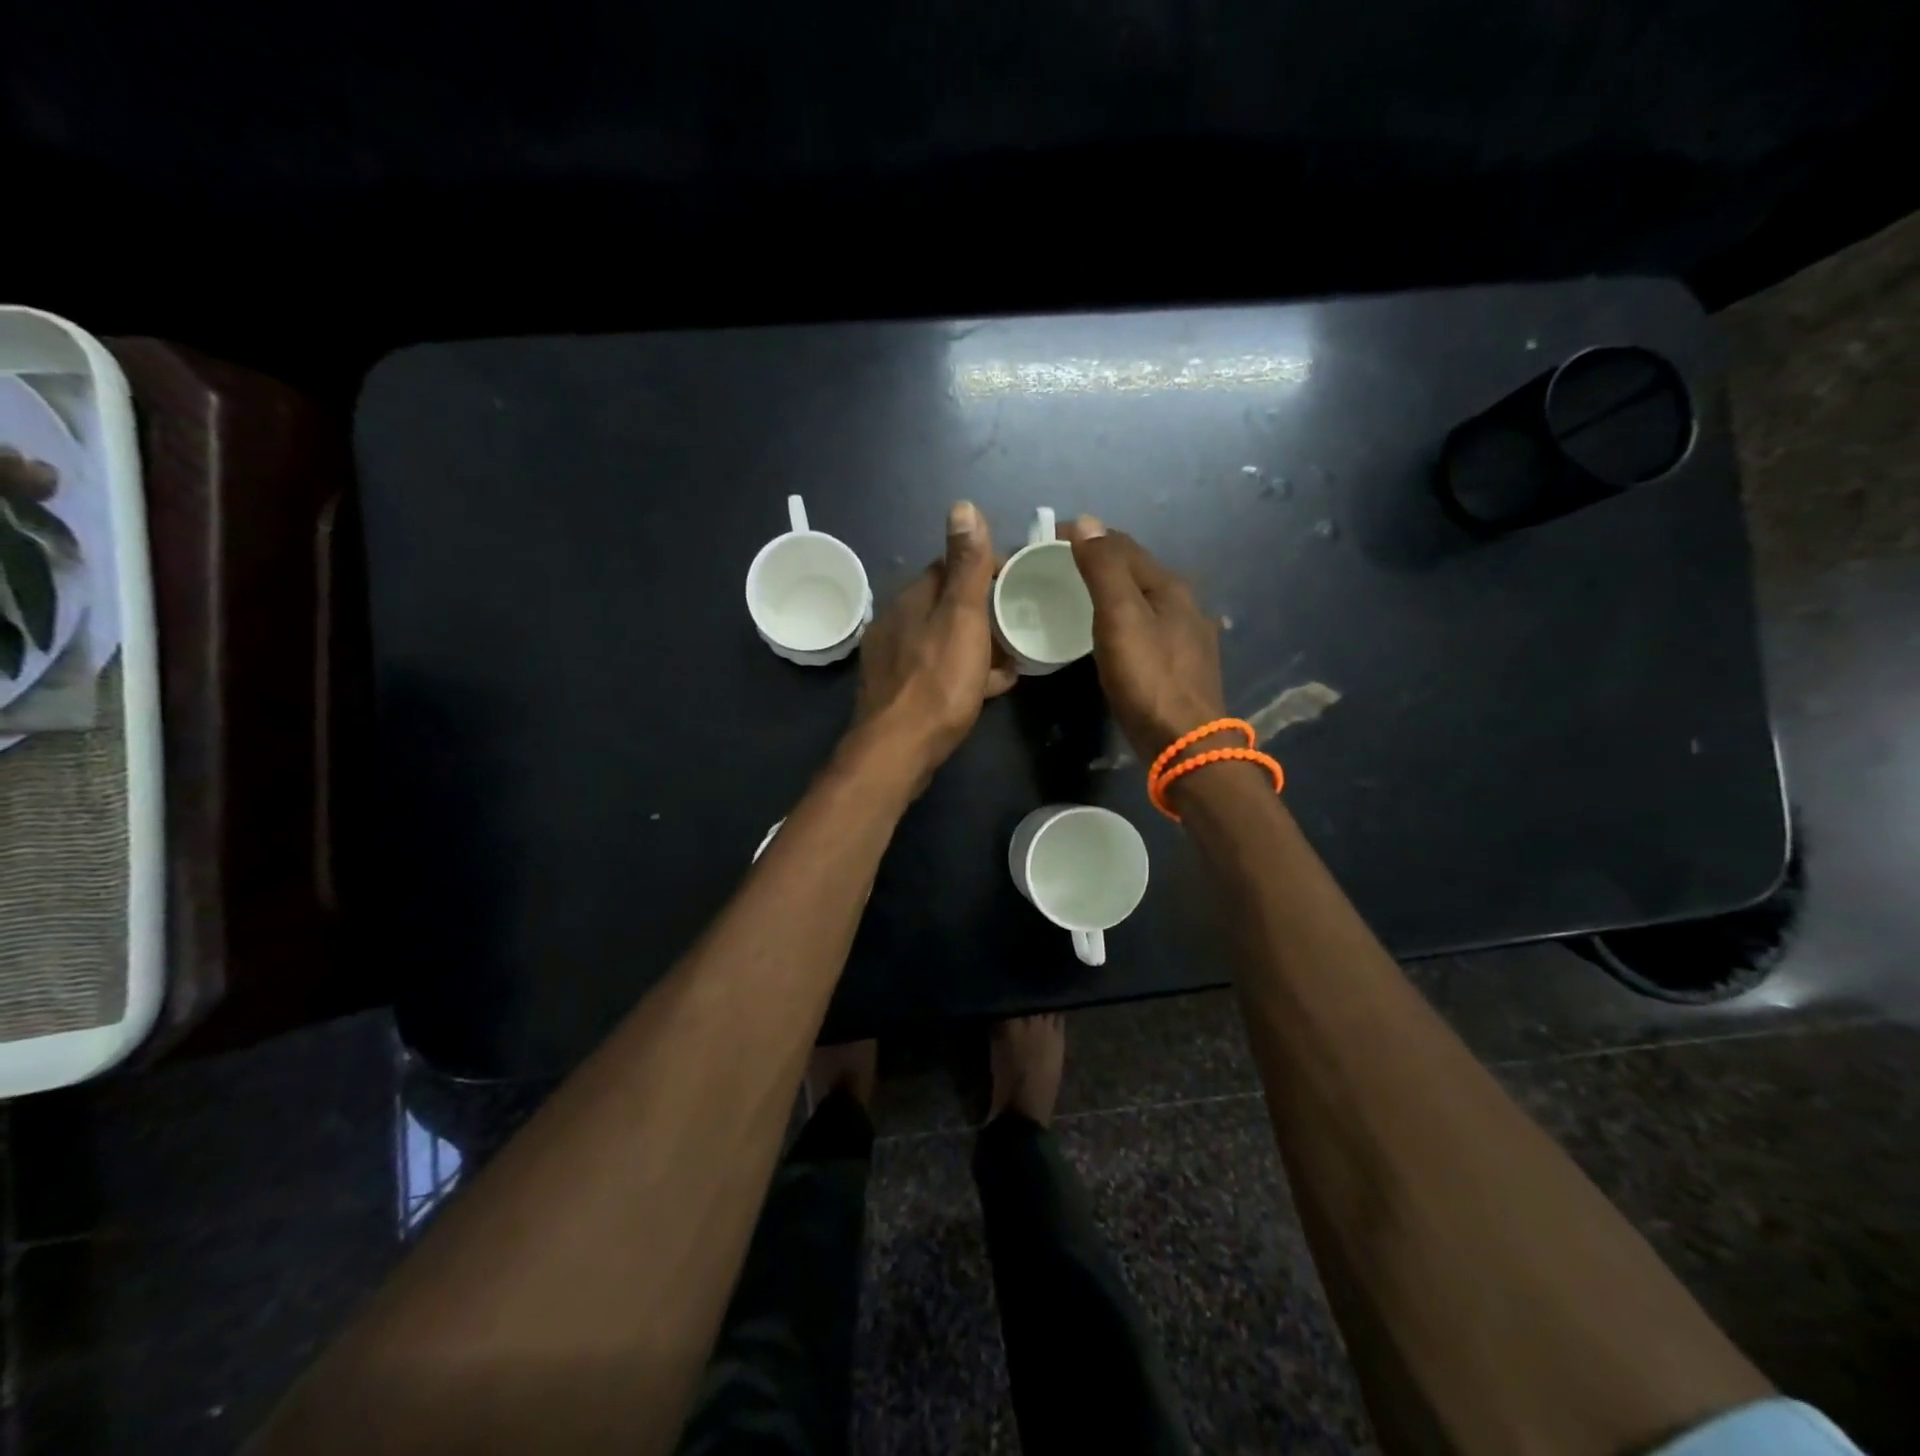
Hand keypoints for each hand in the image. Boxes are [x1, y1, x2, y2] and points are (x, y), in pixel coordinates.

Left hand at [852, 501, 1017, 779]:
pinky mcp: (899, 692)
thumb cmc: (938, 681)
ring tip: (1012, 658)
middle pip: (948, 606)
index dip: (986, 569)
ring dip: (977, 644)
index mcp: (913, 599)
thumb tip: (962, 505)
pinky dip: (964, 672)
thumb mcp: (961, 617)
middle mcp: (898, 622)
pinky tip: (988, 688)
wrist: (898, 750)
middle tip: (1021, 623)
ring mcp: (895, 659)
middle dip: (984, 611)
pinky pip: (938, 670)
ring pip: (945, 640)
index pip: (950, 566)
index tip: (1019, 580)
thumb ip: (966, 566)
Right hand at [1066, 517, 1225, 760]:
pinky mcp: (1181, 664)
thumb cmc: (1148, 678)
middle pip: (1135, 569)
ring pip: (1142, 598)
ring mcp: (1187, 635)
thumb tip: (1086, 522)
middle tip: (1056, 568)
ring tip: (1076, 597)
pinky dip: (1123, 617)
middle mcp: (1184, 603)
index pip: (1122, 545)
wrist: (1186, 743)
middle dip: (1098, 561)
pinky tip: (1110, 633)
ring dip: (1111, 590)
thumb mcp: (1119, 618)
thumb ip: (1103, 570)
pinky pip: (1146, 625)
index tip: (1046, 541)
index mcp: (1169, 586)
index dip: (1085, 536)